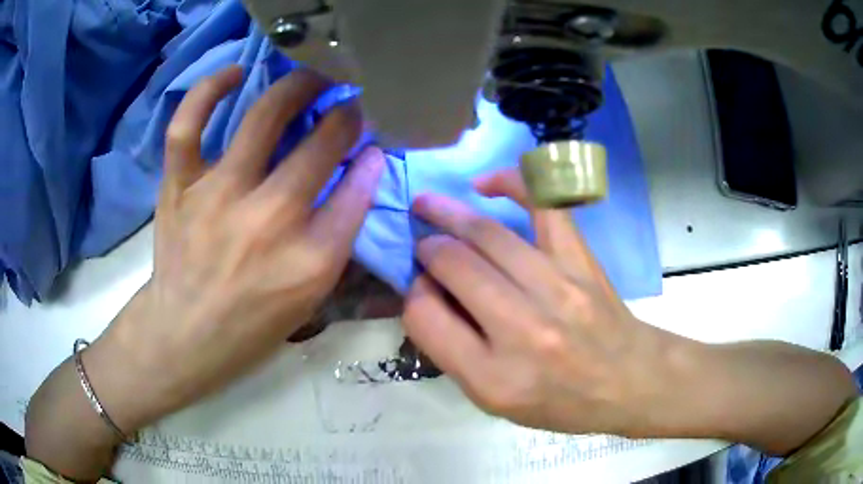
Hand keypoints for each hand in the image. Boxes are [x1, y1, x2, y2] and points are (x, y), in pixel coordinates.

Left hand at [86, 66, 384, 430]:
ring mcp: (218, 196)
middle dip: (345, 115)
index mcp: (309, 259)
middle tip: (348, 103)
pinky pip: (189, 125)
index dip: (370, 157)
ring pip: (263, 119)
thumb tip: (361, 171)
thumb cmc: (252, 326)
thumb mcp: (311, 297)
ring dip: (297, 88)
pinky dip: (208, 91)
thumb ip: (340, 235)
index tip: (371, 141)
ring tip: (311, 78)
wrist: (184, 335)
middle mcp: (268, 219)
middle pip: (321, 145)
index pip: (357, 189)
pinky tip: (232, 75)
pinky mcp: (180, 187)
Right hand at [403, 168, 698, 437]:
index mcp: (492, 377)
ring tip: (428, 205)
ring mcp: (556, 287)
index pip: (424, 316)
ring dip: (448, 214)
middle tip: (422, 244)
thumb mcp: (494, 401)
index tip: (421, 288)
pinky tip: (486, 184)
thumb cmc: (560, 400)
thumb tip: (428, 291)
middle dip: (427, 248)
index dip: (413, 294)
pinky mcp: (580, 260)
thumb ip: (452, 352)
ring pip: (486, 234)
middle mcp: (522, 329)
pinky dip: (512, 183)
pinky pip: (543, 205)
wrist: (628, 381)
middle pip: (452, 266)